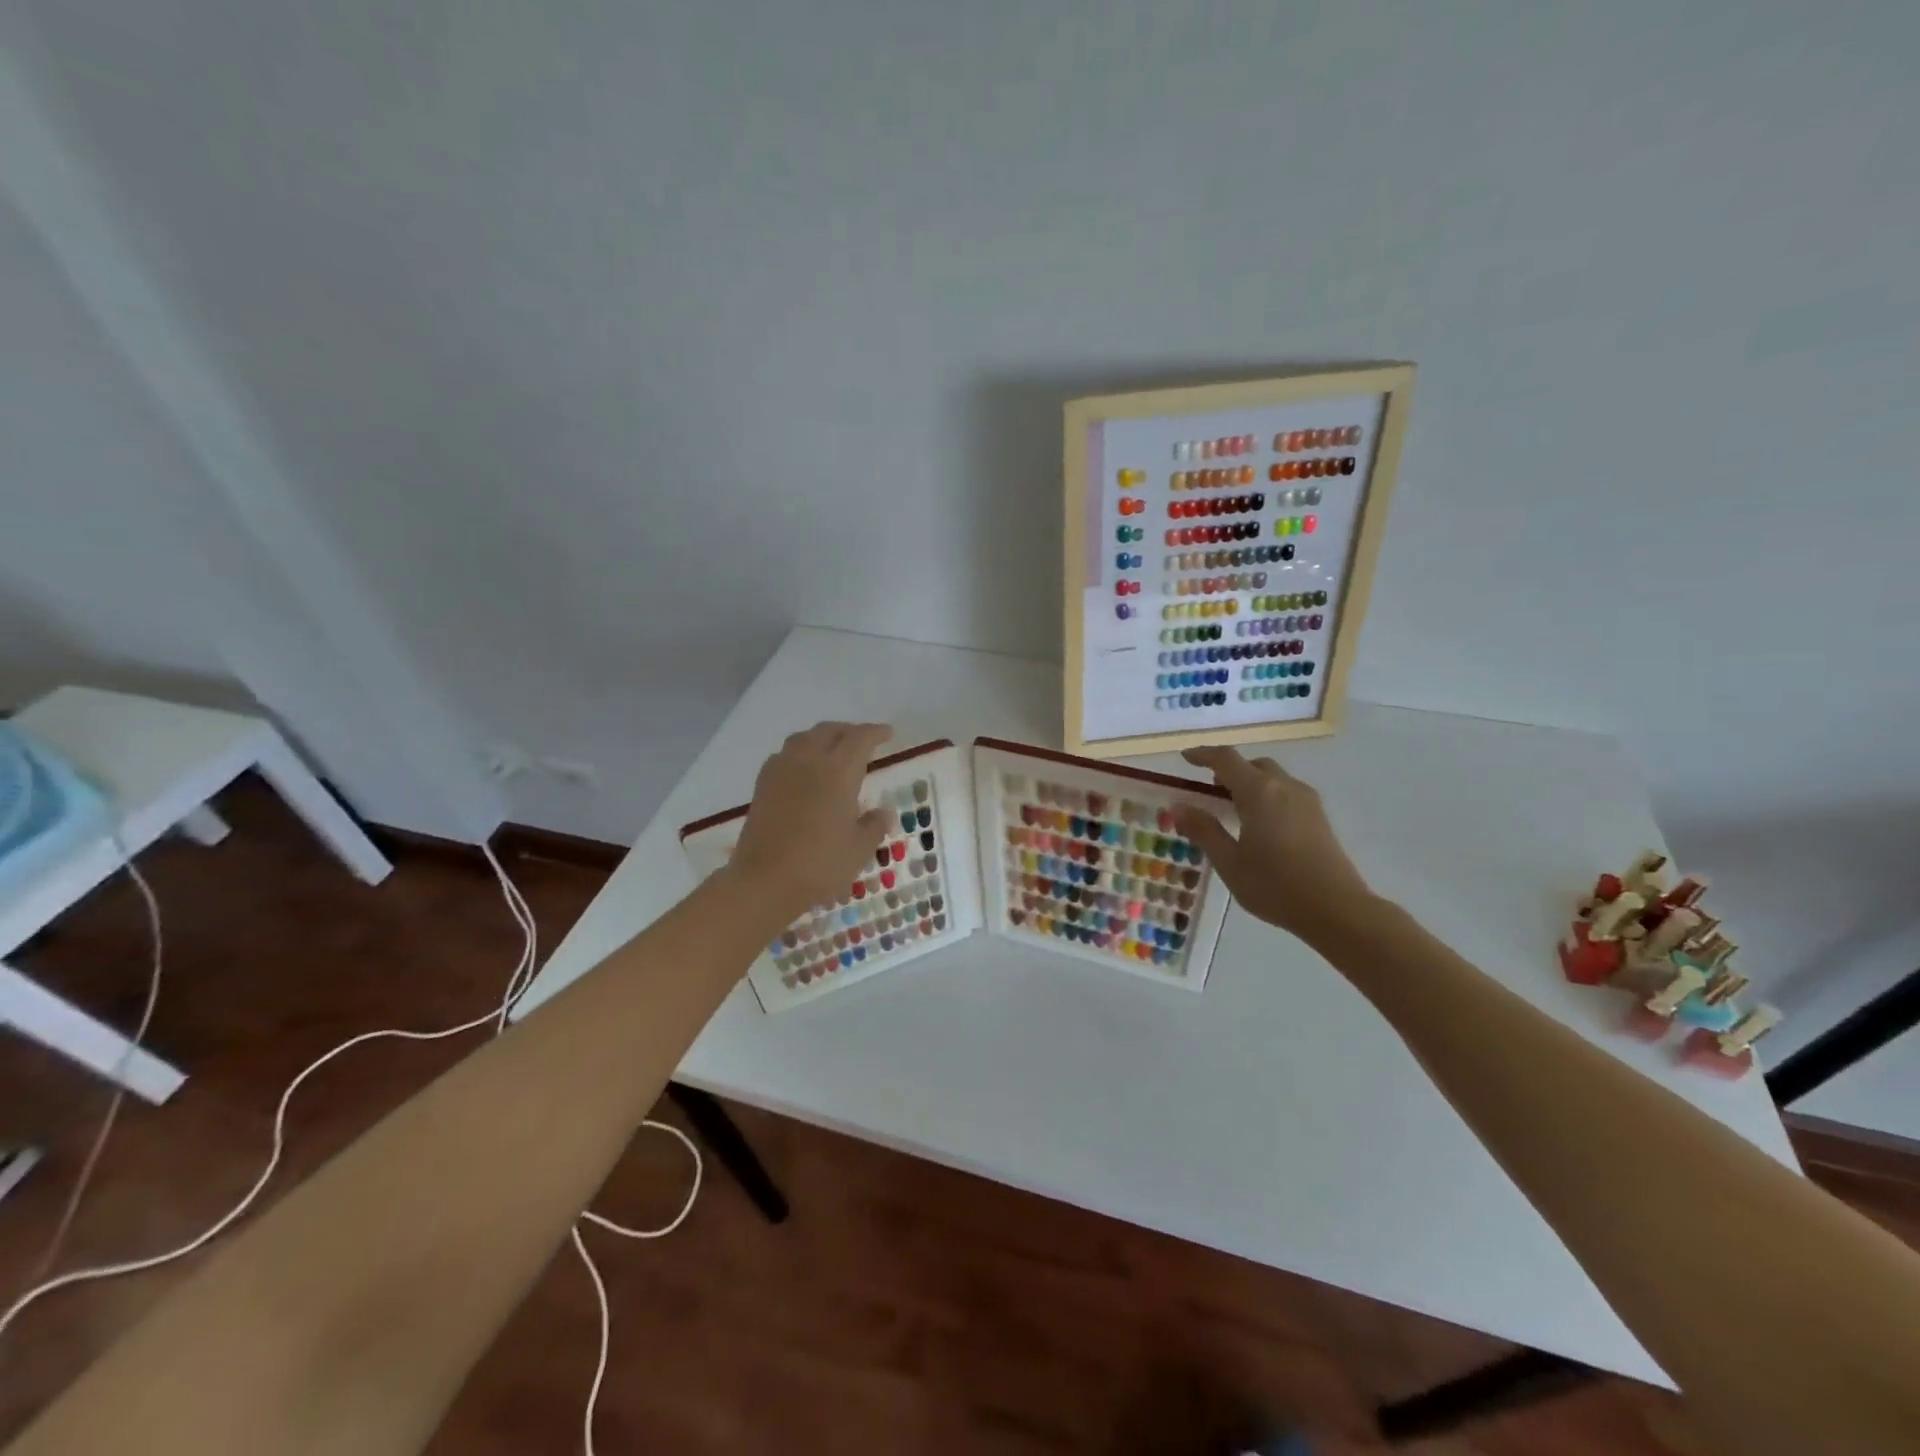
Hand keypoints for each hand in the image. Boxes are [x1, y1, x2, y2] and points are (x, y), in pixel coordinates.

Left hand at [726, 721, 893, 922]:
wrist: (765, 880)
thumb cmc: (821, 864)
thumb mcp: (859, 849)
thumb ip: (874, 825)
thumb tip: (883, 812)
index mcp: (839, 771)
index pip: (860, 738)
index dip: (876, 732)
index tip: (888, 734)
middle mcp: (810, 760)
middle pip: (829, 731)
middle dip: (849, 731)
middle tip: (862, 741)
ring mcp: (782, 770)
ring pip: (804, 738)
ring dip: (822, 737)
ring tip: (832, 750)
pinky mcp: (762, 785)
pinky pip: (785, 755)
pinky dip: (800, 753)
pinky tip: (804, 771)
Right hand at [1172, 746, 1373, 943]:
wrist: (1337, 909)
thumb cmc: (1275, 885)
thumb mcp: (1229, 861)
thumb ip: (1203, 830)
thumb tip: (1178, 807)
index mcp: (1259, 791)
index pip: (1226, 759)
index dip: (1203, 755)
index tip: (1185, 758)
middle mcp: (1284, 787)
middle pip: (1253, 765)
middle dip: (1229, 770)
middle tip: (1209, 789)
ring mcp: (1307, 800)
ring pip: (1273, 778)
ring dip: (1250, 782)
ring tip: (1233, 807)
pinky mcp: (1319, 817)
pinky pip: (1286, 792)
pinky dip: (1267, 795)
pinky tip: (1260, 823)